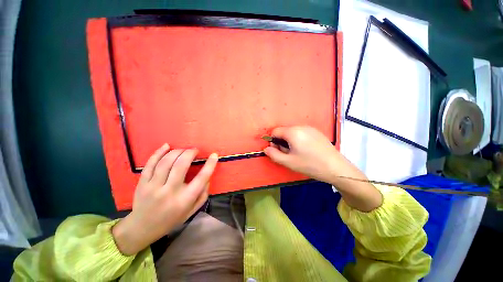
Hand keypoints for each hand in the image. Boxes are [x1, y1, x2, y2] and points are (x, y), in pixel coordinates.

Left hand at [112, 144, 217, 254]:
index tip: (214, 155)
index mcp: (185, 200)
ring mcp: (153, 187)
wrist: (142, 228)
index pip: (201, 178)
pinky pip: (150, 164)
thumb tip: (207, 177)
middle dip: (190, 153)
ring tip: (183, 150)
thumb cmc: (171, 220)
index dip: (210, 164)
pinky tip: (167, 146)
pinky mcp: (142, 183)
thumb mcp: (192, 211)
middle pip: (181, 165)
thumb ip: (203, 194)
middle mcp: (169, 192)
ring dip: (177, 151)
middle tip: (195, 150)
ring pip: (165, 162)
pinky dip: (159, 152)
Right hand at [263, 126, 341, 183]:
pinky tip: (306, 150)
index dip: (272, 140)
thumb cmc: (310, 165)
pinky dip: (298, 139)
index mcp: (292, 132)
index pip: (275, 131)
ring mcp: (310, 128)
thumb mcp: (288, 162)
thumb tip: (266, 148)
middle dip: (281, 141)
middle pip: (284, 131)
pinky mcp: (316, 132)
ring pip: (292, 132)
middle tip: (288, 154)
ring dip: (289, 141)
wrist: (336, 167)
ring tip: (297, 153)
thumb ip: (274, 154)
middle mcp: (301, 126)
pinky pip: (301, 133)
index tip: (277, 150)